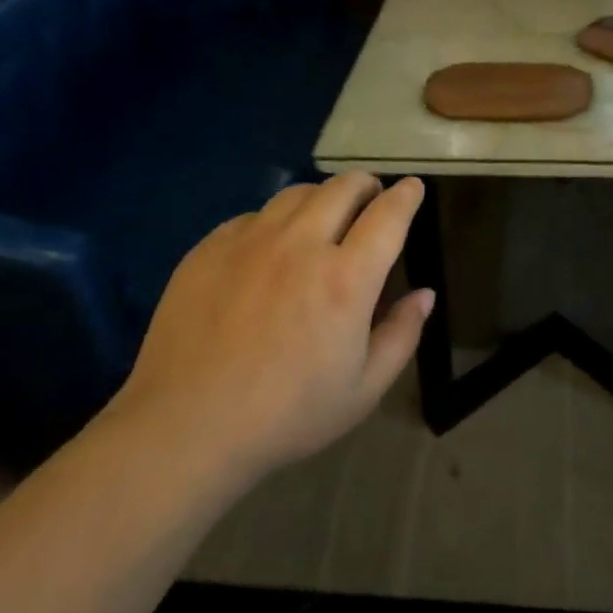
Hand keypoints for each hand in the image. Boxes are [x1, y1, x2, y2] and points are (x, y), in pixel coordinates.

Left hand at [115, 175, 434, 476]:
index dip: (406, 195)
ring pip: (297, 194)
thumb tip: (425, 294)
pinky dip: (275, 221)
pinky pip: (254, 215)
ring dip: (322, 197)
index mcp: (345, 280)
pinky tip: (271, 247)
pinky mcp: (210, 248)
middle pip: (342, 188)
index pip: (388, 215)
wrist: (186, 427)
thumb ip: (401, 335)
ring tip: (324, 217)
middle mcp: (301, 246)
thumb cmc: (287, 416)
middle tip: (371, 198)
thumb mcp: (363, 390)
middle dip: (366, 185)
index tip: (413, 187)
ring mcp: (250, 241)